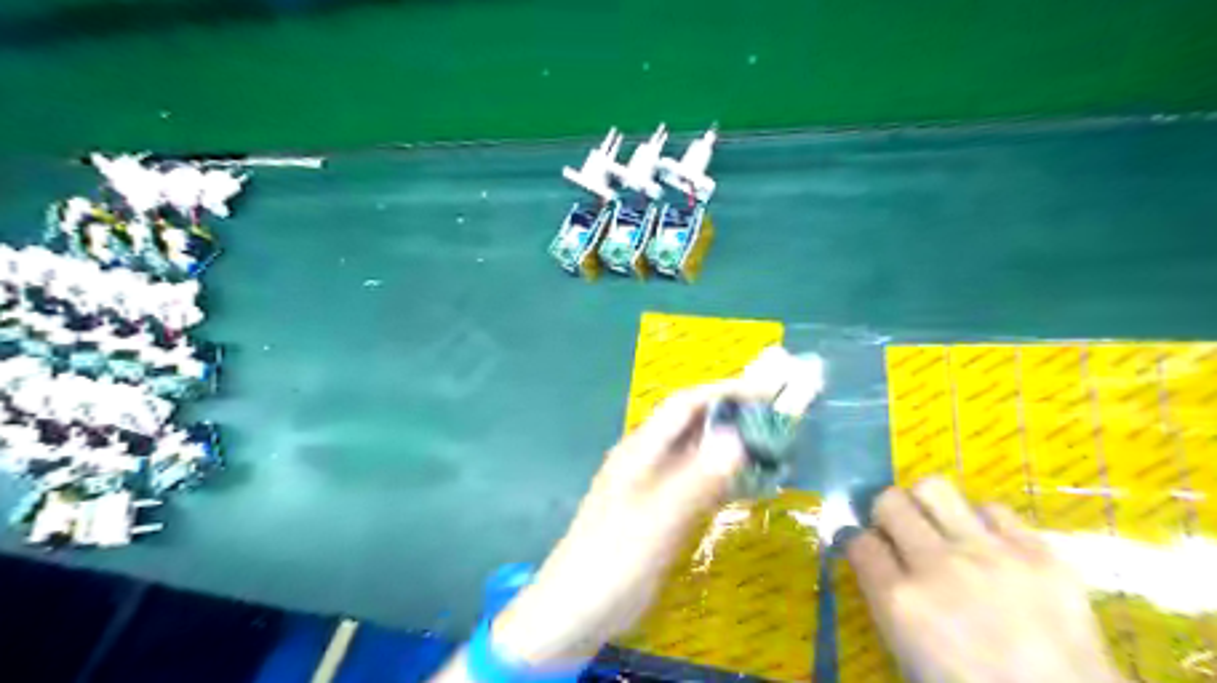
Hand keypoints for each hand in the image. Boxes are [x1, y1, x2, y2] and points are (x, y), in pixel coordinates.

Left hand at [489, 380, 763, 668]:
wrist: (577, 609)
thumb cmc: (614, 559)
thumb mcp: (658, 519)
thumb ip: (698, 479)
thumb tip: (738, 437)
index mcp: (641, 449)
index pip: (685, 404)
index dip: (725, 392)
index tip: (767, 393)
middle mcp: (648, 459)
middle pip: (693, 425)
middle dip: (733, 415)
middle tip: (778, 420)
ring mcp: (653, 485)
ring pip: (697, 454)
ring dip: (731, 447)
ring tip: (772, 448)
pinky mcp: (660, 511)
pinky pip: (697, 483)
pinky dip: (723, 477)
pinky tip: (748, 486)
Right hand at [850, 477, 1120, 681]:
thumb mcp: (909, 654)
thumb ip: (886, 599)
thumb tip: (877, 558)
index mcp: (900, 602)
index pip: (857, 541)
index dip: (859, 544)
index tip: (869, 552)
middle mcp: (938, 566)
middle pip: (888, 501)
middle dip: (886, 514)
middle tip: (899, 533)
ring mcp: (990, 554)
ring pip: (934, 487)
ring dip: (929, 506)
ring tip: (942, 529)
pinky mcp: (1040, 553)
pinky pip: (994, 509)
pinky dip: (985, 523)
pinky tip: (992, 548)